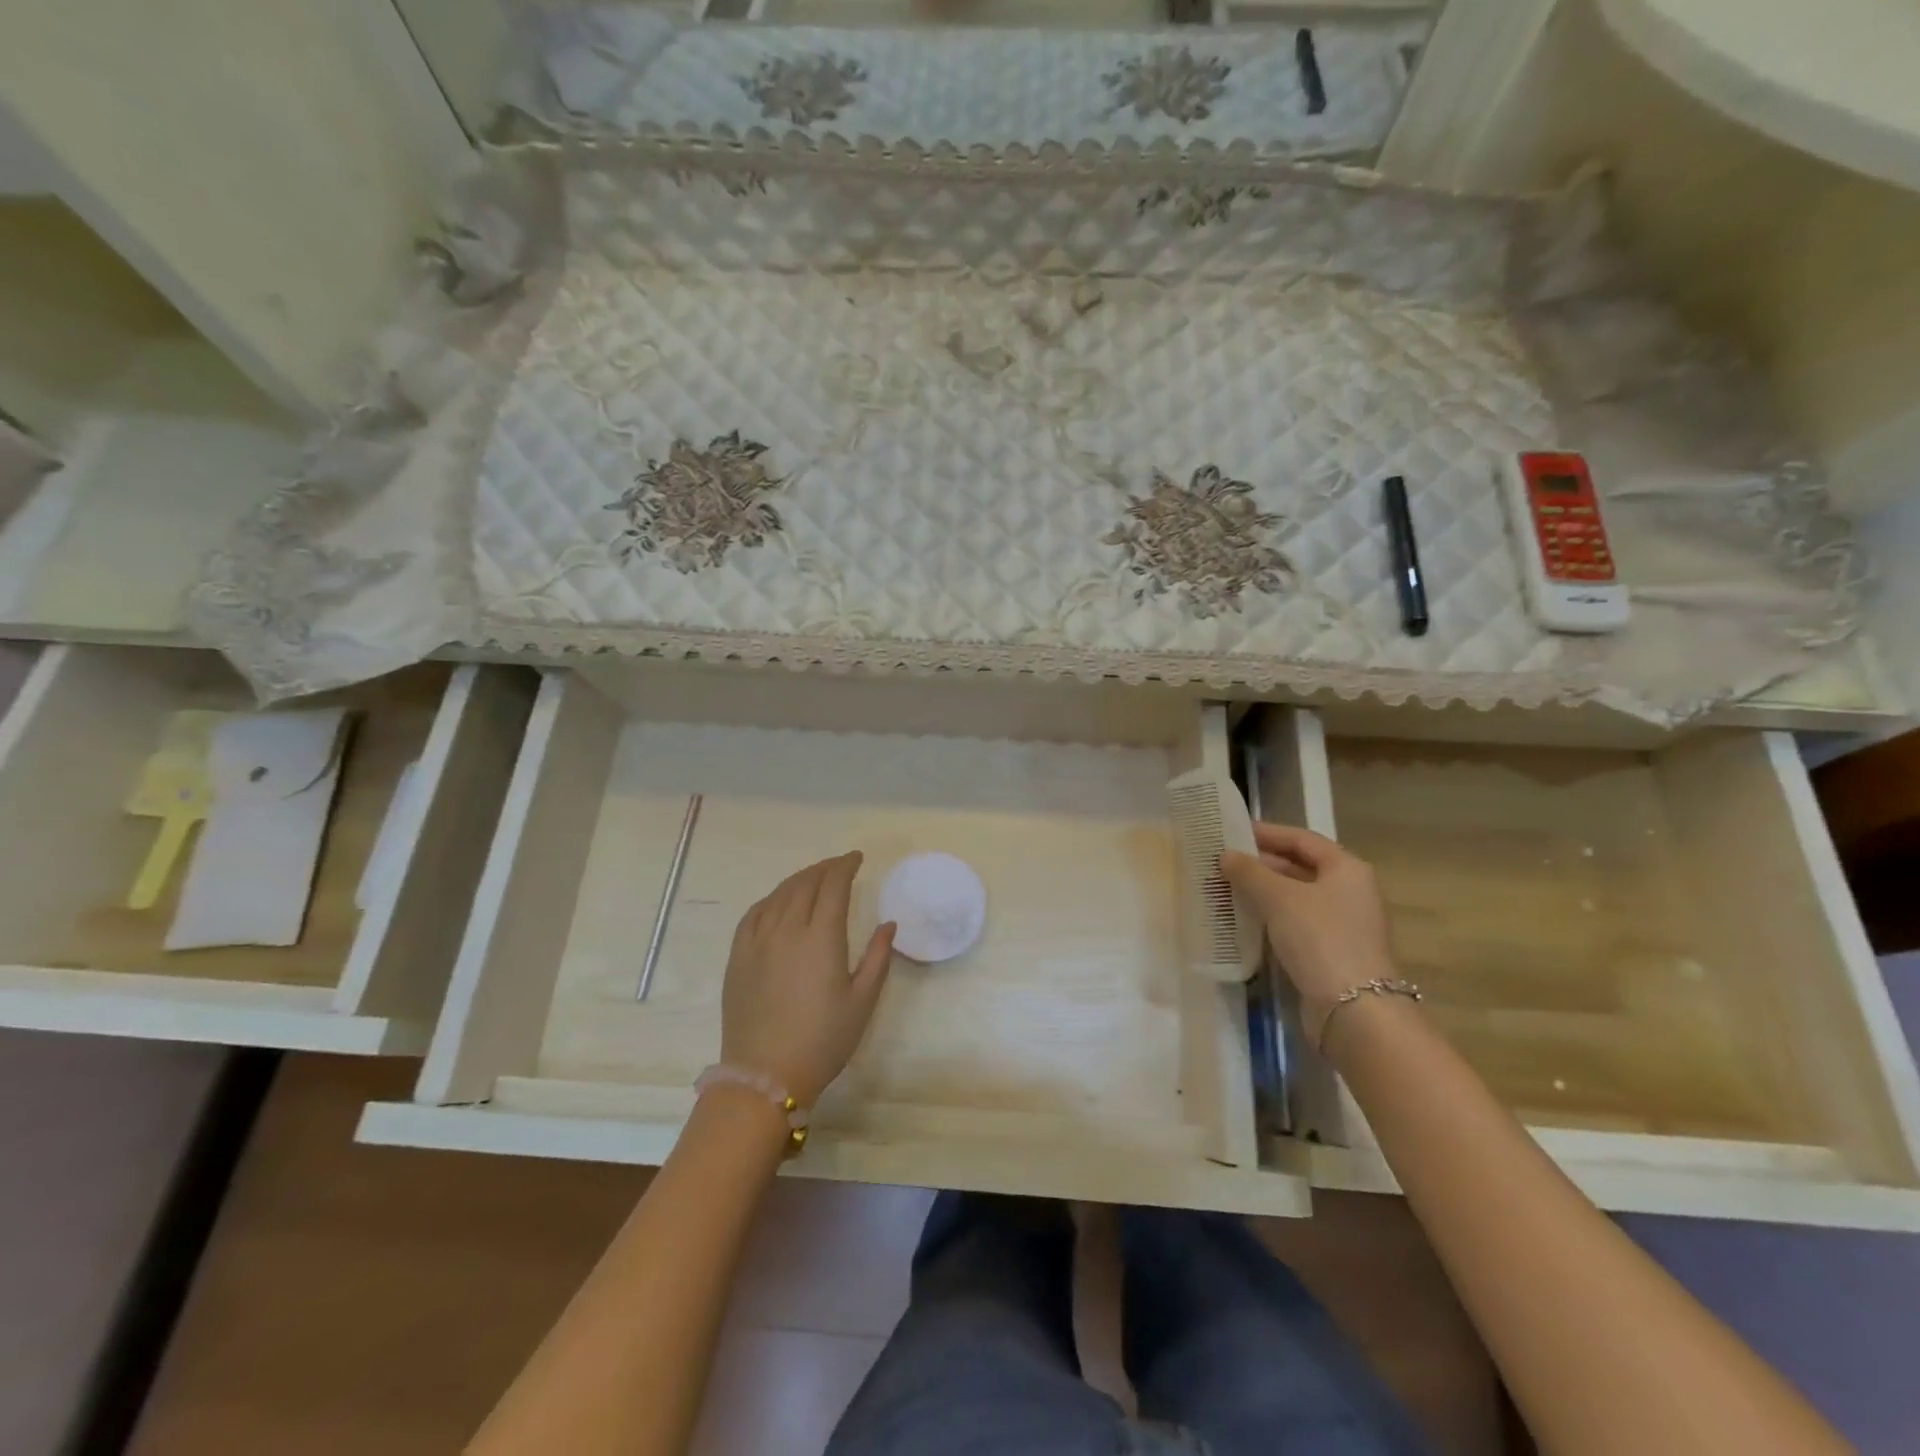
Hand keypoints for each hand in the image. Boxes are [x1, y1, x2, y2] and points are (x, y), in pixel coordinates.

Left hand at [720, 852, 896, 1106]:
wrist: (765, 1075)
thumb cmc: (823, 1041)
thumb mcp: (862, 1002)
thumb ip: (877, 958)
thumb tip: (889, 925)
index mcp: (821, 938)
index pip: (833, 886)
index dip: (845, 866)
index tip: (856, 858)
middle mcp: (787, 929)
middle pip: (806, 883)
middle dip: (825, 868)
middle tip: (839, 866)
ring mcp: (758, 941)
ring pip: (779, 894)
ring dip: (799, 879)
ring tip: (813, 877)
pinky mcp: (738, 956)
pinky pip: (754, 914)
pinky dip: (771, 899)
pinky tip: (778, 901)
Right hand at [1221, 823, 1397, 1035]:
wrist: (1354, 1009)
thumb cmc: (1320, 938)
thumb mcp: (1278, 897)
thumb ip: (1249, 872)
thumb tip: (1226, 855)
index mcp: (1347, 869)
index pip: (1303, 839)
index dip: (1268, 833)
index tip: (1233, 832)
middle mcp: (1350, 892)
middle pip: (1300, 867)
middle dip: (1262, 864)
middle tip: (1223, 862)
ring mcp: (1343, 924)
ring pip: (1296, 898)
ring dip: (1263, 892)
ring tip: (1226, 888)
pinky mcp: (1331, 952)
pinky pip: (1296, 924)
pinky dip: (1271, 917)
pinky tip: (1244, 920)